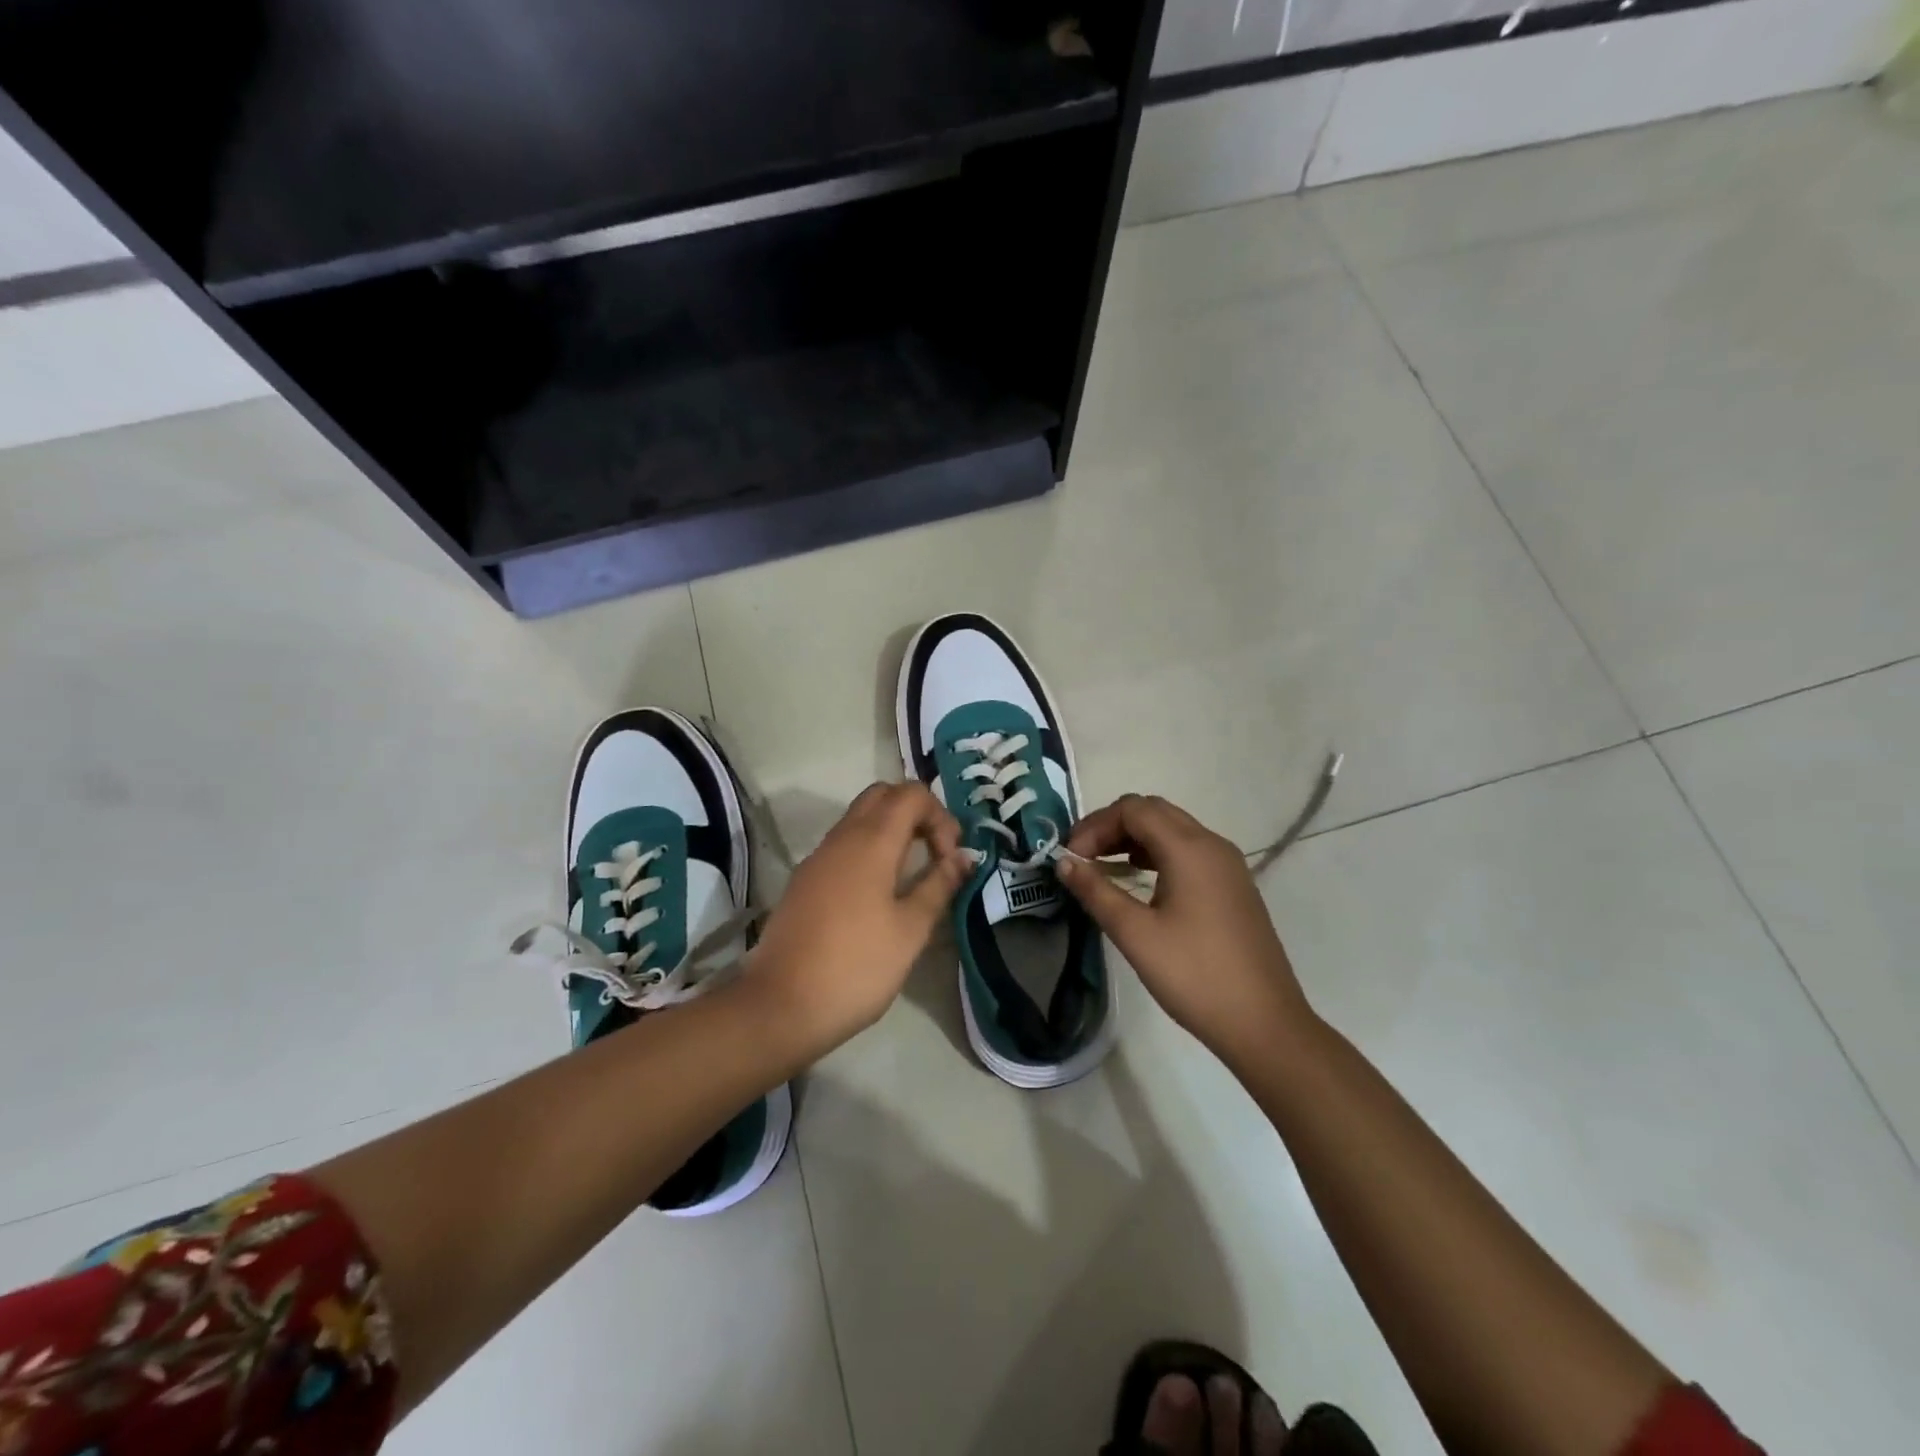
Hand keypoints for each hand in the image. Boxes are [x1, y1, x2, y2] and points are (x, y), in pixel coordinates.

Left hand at [746, 782, 968, 1058]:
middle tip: (935, 854)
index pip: (911, 794)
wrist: (781, 1005)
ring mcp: (818, 857)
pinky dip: (869, 849)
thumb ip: (939, 885)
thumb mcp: (911, 930)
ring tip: (913, 874)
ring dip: (892, 830)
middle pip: (883, 795)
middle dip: (916, 813)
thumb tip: (965, 857)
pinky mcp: (805, 880)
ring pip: (860, 818)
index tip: (950, 859)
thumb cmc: (857, 966)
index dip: (940, 816)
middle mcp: (842, 837)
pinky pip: (843, 844)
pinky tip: (879, 893)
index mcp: (871, 841)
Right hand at [1058, 794, 1314, 1066]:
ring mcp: (1228, 865)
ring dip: (1134, 838)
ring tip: (1102, 867)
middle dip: (1112, 826)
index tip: (1070, 857)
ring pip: (1172, 830)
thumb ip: (1096, 891)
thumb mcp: (1136, 934)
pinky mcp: (1233, 886)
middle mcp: (1212, 845)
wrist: (1264, 1024)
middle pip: (1154, 811)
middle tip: (1082, 857)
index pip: (1133, 809)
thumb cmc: (1194, 976)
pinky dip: (1156, 854)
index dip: (1095, 825)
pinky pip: (1189, 851)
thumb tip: (1064, 862)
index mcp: (1190, 849)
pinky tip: (1139, 881)